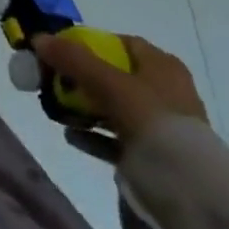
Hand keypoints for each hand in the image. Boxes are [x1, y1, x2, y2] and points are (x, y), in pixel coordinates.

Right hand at [33, 33, 207, 156]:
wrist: (190, 190)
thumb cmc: (152, 120)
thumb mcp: (109, 82)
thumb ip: (74, 59)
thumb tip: (38, 38)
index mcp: (163, 65)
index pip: (122, 43)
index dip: (92, 44)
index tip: (65, 53)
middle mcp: (166, 90)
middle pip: (116, 76)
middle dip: (84, 79)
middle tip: (56, 83)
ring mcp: (162, 126)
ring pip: (116, 108)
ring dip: (87, 108)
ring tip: (58, 111)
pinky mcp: (156, 157)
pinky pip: (118, 139)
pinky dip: (95, 135)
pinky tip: (71, 136)